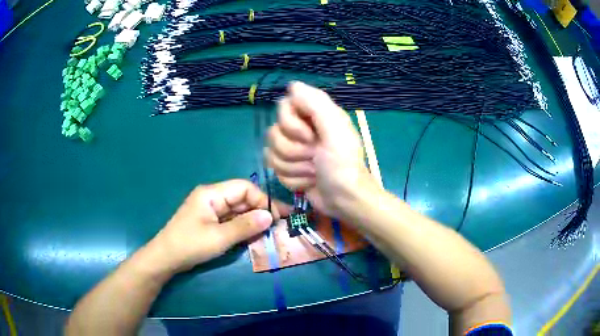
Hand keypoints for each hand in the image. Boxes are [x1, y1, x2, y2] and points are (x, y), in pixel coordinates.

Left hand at [150, 179, 288, 271]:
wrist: (166, 258)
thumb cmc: (190, 245)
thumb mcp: (219, 238)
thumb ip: (245, 226)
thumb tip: (270, 216)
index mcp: (212, 194)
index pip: (244, 188)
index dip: (263, 200)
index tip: (279, 216)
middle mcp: (212, 197)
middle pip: (242, 198)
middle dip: (260, 210)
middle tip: (280, 225)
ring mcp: (211, 210)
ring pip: (238, 210)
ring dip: (253, 219)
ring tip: (271, 231)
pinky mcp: (210, 221)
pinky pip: (231, 220)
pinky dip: (243, 226)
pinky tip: (254, 235)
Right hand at [265, 82, 376, 217]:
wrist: (344, 200)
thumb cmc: (343, 164)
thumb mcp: (334, 129)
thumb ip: (315, 103)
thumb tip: (293, 84)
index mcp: (315, 115)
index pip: (283, 106)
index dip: (291, 124)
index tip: (310, 136)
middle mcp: (302, 129)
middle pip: (273, 132)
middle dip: (294, 150)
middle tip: (315, 157)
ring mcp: (294, 150)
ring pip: (271, 153)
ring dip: (294, 167)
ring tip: (314, 171)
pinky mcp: (289, 168)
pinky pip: (274, 169)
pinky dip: (293, 179)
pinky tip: (309, 181)